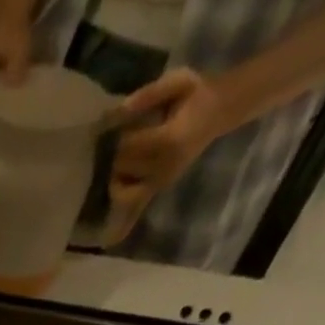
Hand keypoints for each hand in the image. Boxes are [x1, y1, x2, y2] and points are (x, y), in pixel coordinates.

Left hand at [102, 67, 232, 242]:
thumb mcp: (179, 82)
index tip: (131, 122)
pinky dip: (122, 226)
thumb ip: (149, 95)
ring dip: (119, 174)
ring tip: (132, 157)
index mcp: (168, 141)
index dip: (123, 133)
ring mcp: (159, 183)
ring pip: (121, 189)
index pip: (128, 146)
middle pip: (121, 167)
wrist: (217, 112)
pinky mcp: (156, 191)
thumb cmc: (196, 95)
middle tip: (134, 137)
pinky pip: (135, 212)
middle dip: (119, 153)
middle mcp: (162, 169)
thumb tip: (116, 111)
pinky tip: (108, 243)